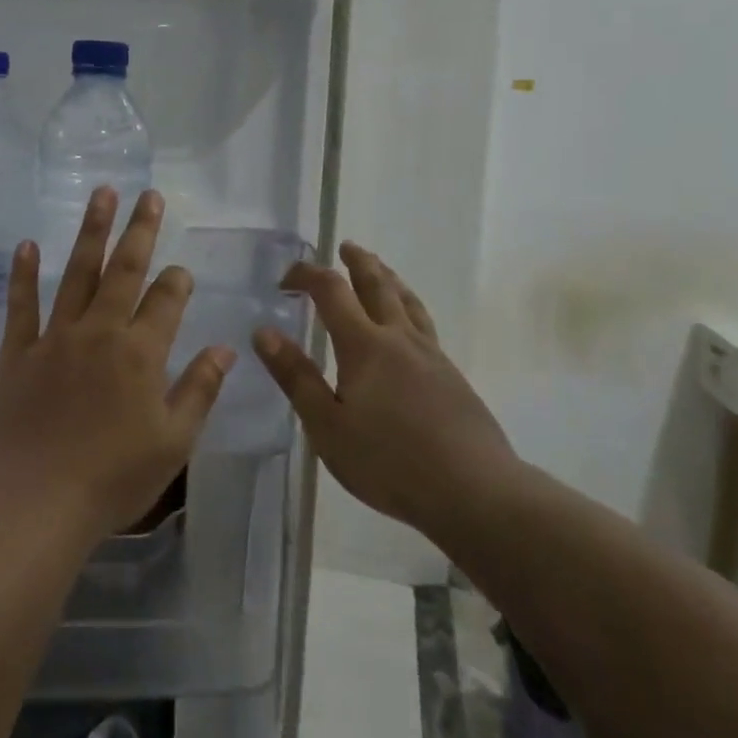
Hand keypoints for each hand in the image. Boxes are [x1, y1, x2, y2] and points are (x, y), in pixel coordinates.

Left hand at [0, 188, 235, 546]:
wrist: (37, 502)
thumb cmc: (113, 478)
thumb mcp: (173, 442)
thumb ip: (199, 390)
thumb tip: (226, 348)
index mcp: (140, 353)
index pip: (166, 301)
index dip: (177, 281)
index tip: (180, 271)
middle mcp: (99, 332)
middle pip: (124, 271)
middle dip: (139, 231)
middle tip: (148, 195)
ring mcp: (54, 338)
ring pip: (77, 274)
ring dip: (91, 232)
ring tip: (101, 194)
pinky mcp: (16, 352)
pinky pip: (20, 305)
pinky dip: (23, 274)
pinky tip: (26, 245)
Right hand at [253, 243, 520, 542]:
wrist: (474, 491)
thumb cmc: (388, 461)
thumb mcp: (327, 425)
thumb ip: (296, 376)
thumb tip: (264, 332)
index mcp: (365, 345)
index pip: (332, 291)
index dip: (308, 275)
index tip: (286, 279)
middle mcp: (399, 338)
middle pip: (378, 284)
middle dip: (358, 262)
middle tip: (345, 247)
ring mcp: (432, 355)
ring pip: (408, 301)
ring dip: (388, 278)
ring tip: (379, 269)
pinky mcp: (452, 376)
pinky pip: (424, 324)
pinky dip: (408, 307)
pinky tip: (408, 325)